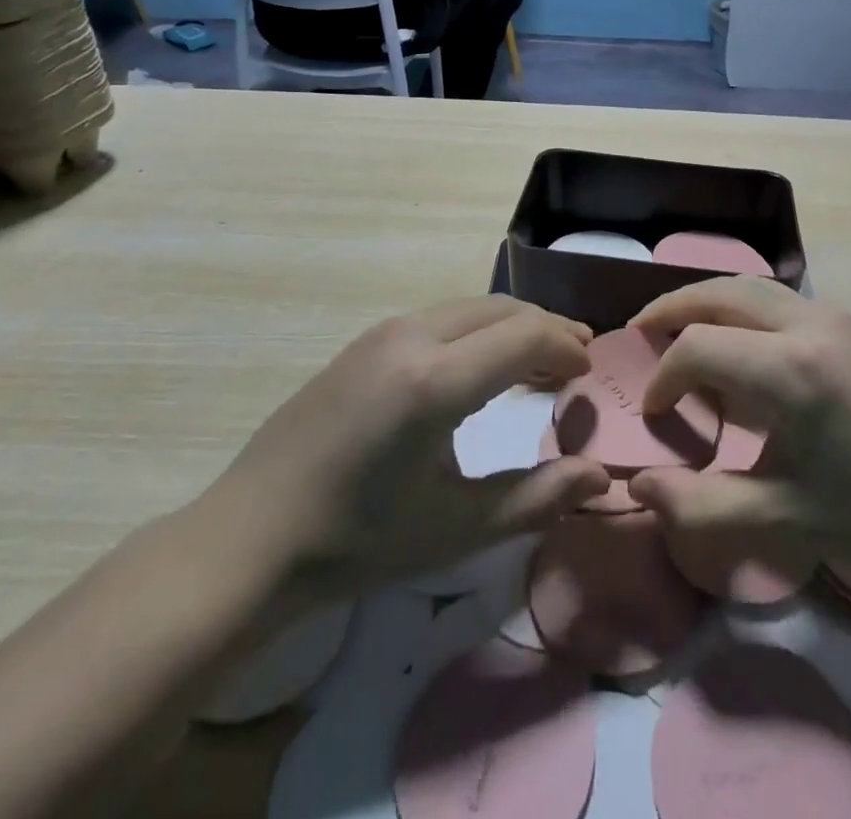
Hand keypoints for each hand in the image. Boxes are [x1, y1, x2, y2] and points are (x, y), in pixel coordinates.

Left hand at [195, 297, 610, 607]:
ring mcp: (383, 333)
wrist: (250, 537)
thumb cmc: (358, 542)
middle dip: (546, 330)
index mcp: (435, 381)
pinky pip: (440, 318)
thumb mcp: (457, 529)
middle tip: (575, 363)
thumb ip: (537, 498)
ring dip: (512, 327)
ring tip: (537, 364)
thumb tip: (600, 476)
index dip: (566, 348)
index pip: (525, 334)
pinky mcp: (365, 341)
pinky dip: (478, 332)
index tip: (589, 376)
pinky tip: (480, 368)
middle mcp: (411, 337)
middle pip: (502, 309)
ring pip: (471, 308)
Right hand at [627, 278, 850, 565]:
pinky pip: (777, 298)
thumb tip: (637, 488)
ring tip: (677, 328)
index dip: (664, 375)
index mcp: (791, 369)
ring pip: (750, 286)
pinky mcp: (849, 325)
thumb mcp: (779, 519)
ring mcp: (834, 318)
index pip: (700, 346)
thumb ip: (700, 504)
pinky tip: (735, 341)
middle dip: (673, 308)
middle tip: (640, 330)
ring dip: (707, 300)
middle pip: (721, 292)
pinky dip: (740, 307)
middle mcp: (810, 324)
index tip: (654, 412)